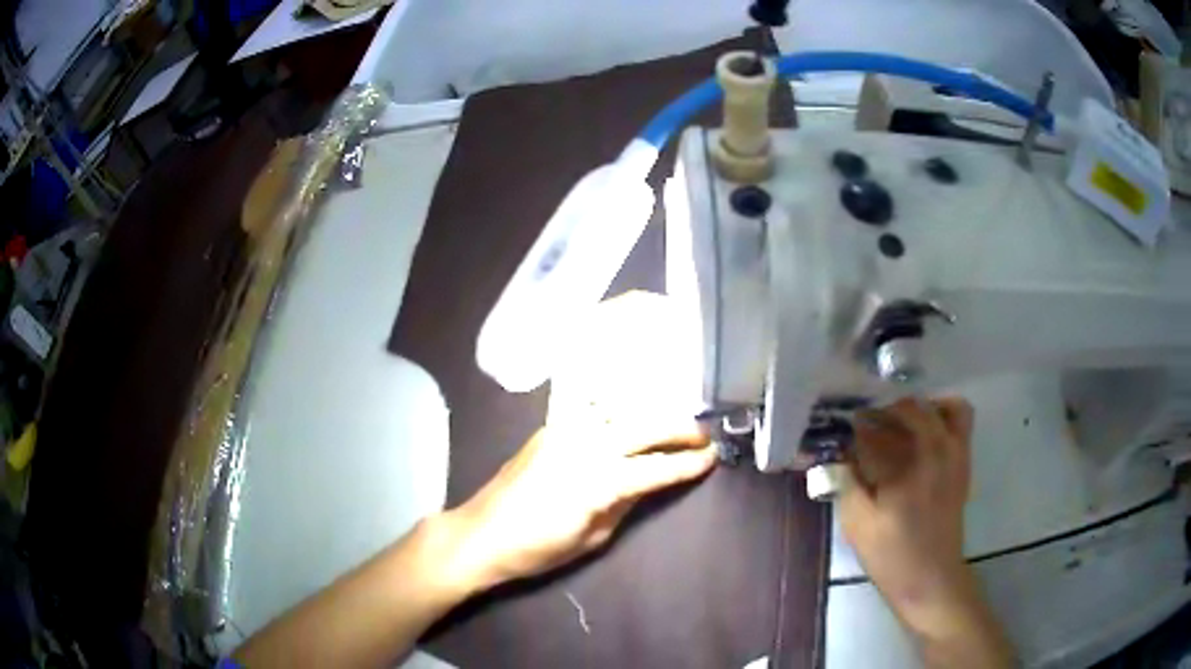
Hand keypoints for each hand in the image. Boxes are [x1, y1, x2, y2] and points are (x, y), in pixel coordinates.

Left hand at [442, 424, 714, 592]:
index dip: (687, 464)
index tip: (712, 458)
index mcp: (598, 482)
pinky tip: (631, 413)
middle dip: (679, 429)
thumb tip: (646, 484)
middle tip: (702, 435)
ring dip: (651, 413)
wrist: (482, 533)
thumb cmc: (537, 549)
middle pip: (644, 427)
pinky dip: (618, 408)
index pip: (656, 467)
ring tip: (672, 423)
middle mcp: (585, 446)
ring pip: (620, 409)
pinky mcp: (549, 428)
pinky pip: (591, 409)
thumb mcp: (592, 539)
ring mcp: (564, 431)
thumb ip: (623, 505)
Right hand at [839, 397, 1012, 666]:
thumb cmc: (893, 556)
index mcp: (908, 466)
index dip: (859, 427)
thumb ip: (848, 484)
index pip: (879, 429)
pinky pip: (960, 423)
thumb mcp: (859, 526)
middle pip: (914, 408)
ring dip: (922, 407)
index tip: (845, 430)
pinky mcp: (963, 465)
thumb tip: (842, 457)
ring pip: (946, 407)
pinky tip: (922, 437)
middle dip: (888, 410)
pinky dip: (943, 417)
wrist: (932, 579)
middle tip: (869, 424)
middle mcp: (937, 451)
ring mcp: (956, 455)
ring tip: (901, 423)